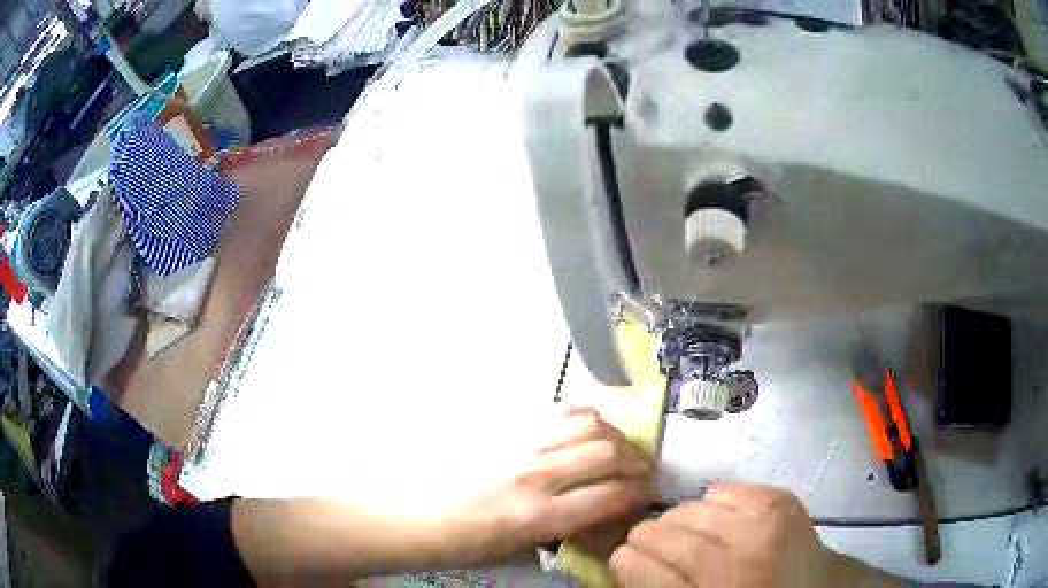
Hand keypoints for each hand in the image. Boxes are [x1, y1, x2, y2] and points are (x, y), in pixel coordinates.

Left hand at [440, 407, 650, 564]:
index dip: (638, 493)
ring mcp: (521, 444)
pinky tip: (589, 428)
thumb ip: (566, 527)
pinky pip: (559, 411)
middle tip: (641, 470)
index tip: (646, 494)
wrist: (418, 514)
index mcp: (538, 516)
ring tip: (620, 447)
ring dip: (616, 435)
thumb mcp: (521, 549)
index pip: (610, 495)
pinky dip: (585, 416)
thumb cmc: (467, 542)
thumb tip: (600, 509)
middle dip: (637, 461)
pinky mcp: (507, 427)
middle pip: (609, 452)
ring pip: (589, 423)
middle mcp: (536, 474)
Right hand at [610, 484, 843, 587]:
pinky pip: (722, 490)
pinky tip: (716, 519)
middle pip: (670, 538)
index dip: (626, 563)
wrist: (818, 587)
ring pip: (691, 510)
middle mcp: (739, 563)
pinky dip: (708, 503)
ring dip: (675, 520)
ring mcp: (764, 528)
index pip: (649, 573)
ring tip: (680, 531)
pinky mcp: (780, 502)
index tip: (619, 558)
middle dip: (645, 537)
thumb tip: (625, 561)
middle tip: (643, 541)